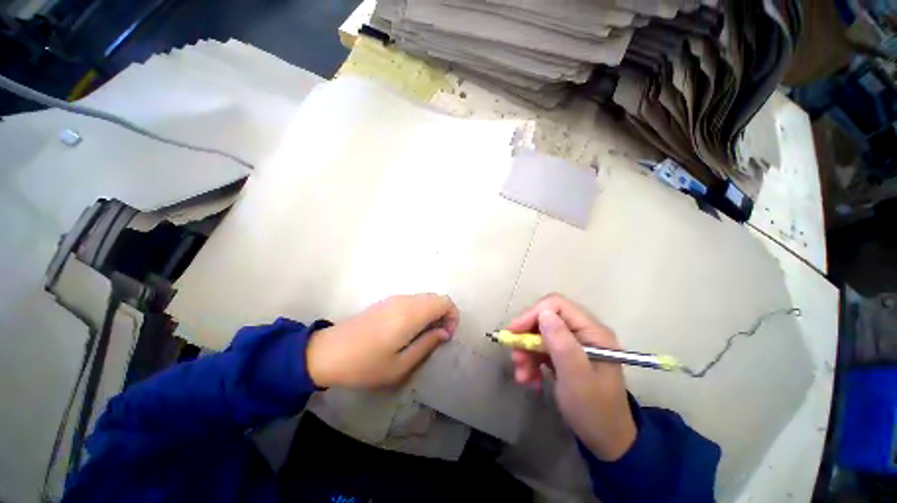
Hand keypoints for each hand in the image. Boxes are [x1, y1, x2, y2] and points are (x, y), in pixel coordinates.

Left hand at [306, 294, 458, 388]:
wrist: (327, 352)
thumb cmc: (364, 365)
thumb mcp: (400, 365)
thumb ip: (427, 345)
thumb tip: (444, 332)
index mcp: (410, 314)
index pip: (444, 302)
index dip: (452, 316)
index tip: (447, 336)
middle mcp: (405, 301)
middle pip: (436, 298)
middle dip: (444, 315)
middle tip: (438, 337)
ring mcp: (394, 299)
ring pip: (425, 298)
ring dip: (433, 313)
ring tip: (425, 336)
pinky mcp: (386, 302)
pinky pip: (413, 300)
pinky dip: (421, 310)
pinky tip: (411, 329)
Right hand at [507, 294, 635, 460]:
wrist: (606, 440)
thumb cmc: (594, 410)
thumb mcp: (577, 378)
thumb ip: (562, 344)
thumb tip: (544, 314)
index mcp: (593, 332)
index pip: (557, 306)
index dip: (533, 314)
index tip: (514, 332)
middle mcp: (583, 332)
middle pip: (546, 319)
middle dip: (527, 338)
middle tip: (515, 358)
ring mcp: (574, 343)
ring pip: (540, 334)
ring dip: (527, 353)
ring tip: (522, 375)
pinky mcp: (566, 355)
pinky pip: (542, 348)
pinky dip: (532, 361)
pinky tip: (530, 379)